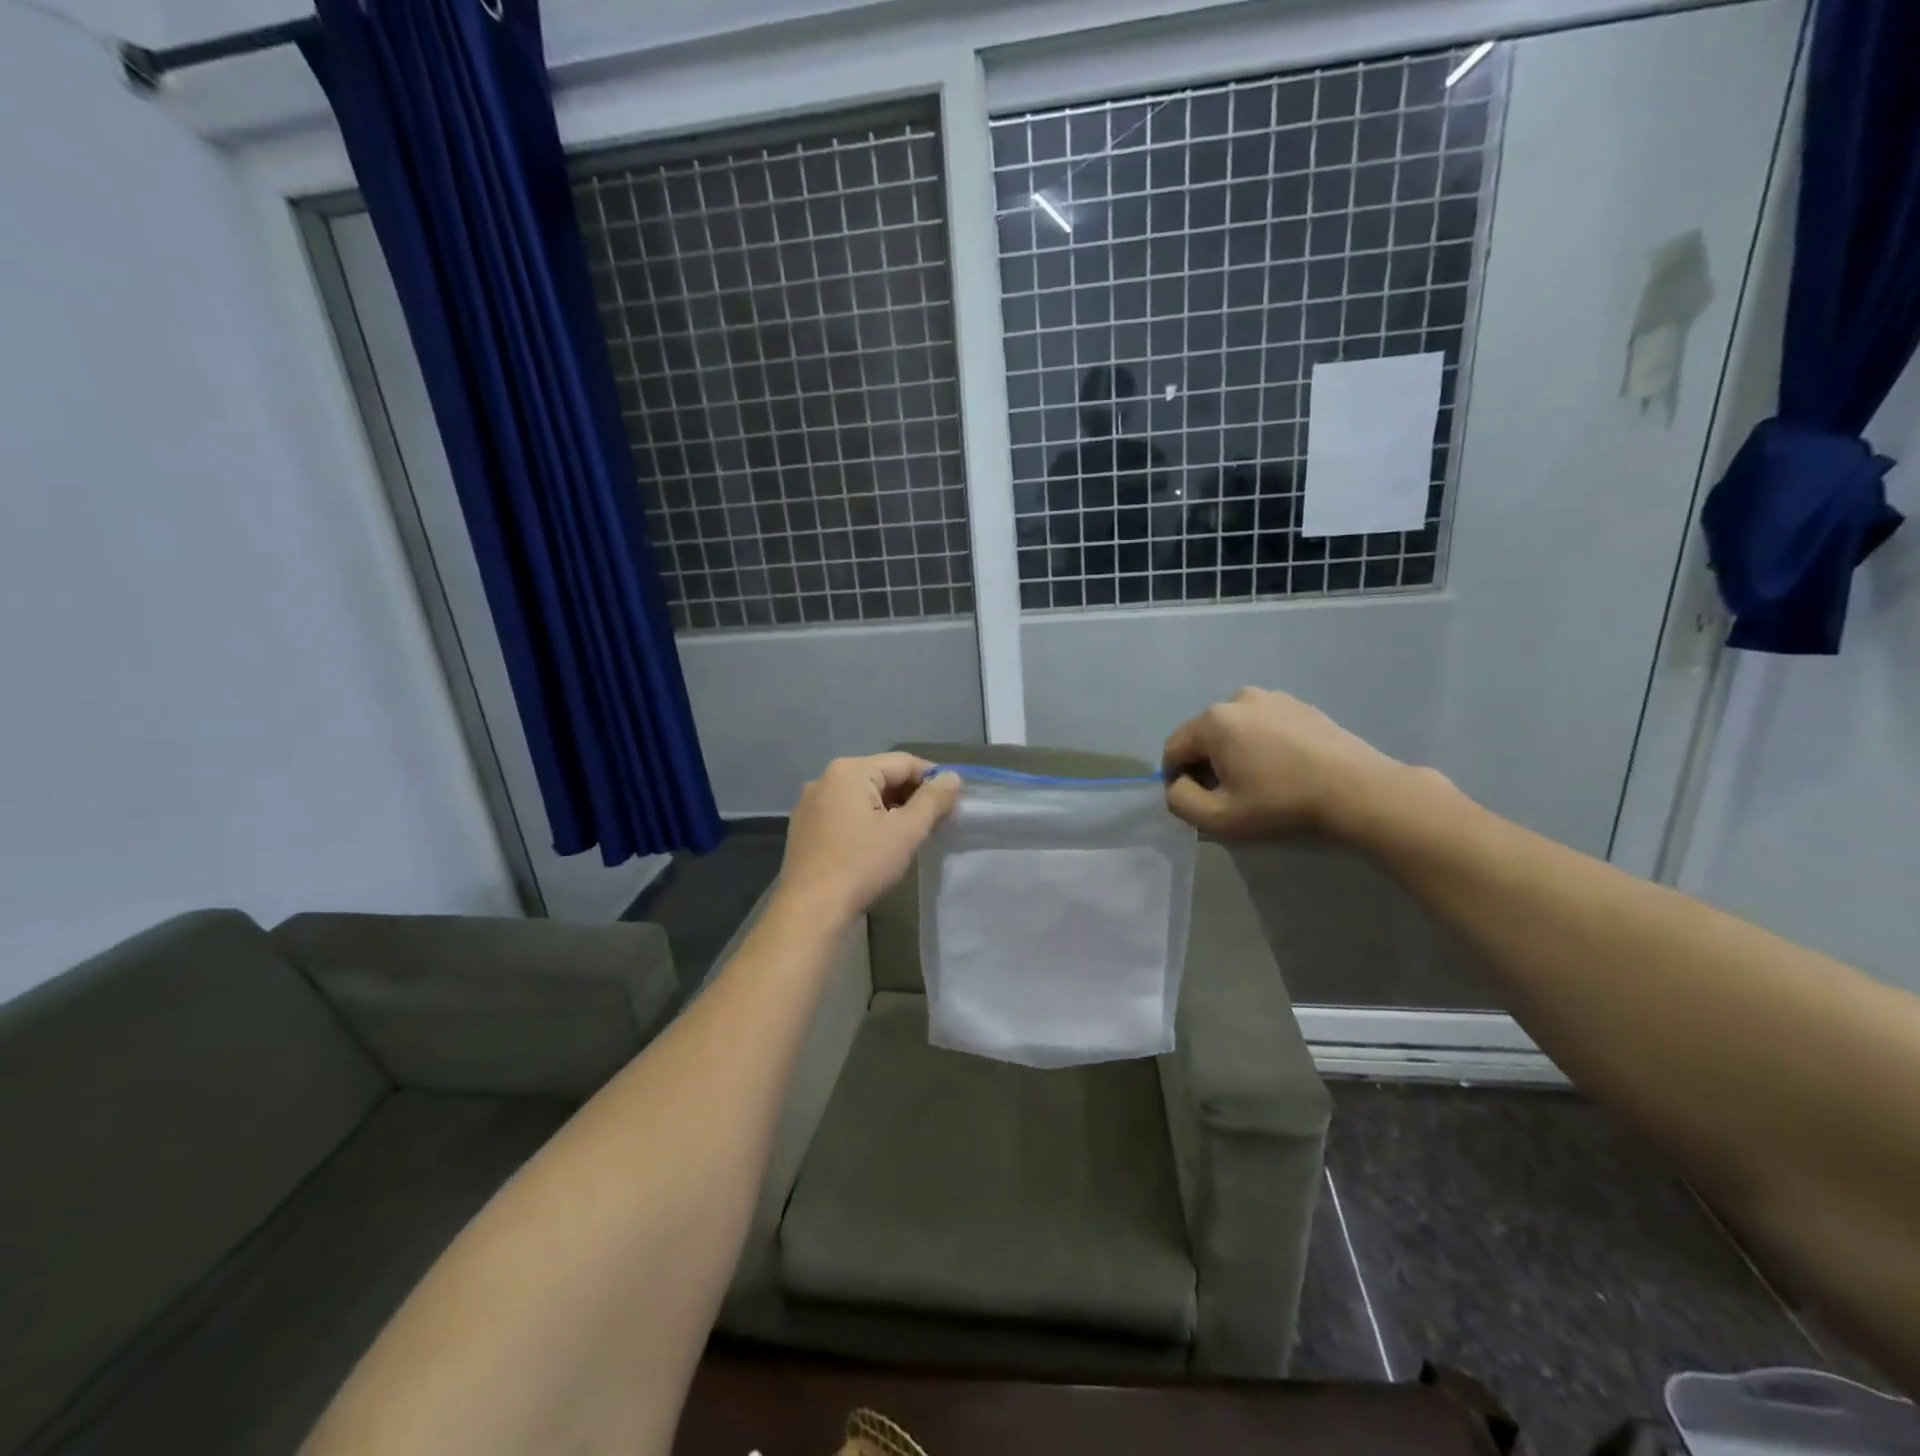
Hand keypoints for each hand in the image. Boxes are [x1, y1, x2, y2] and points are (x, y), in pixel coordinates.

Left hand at [774, 754, 961, 925]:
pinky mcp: (805, 826)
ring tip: (911, 834)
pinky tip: (879, 844)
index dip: (933, 779)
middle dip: (911, 796)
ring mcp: (811, 803)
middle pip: (881, 776)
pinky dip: (867, 820)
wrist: (811, 910)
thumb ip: (933, 800)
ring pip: (863, 796)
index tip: (953, 802)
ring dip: (890, 810)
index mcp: (850, 771)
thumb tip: (953, 777)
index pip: (903, 763)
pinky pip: (845, 812)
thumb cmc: (862, 866)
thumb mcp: (906, 832)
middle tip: (936, 822)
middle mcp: (826, 778)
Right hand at [1161, 688, 1406, 839]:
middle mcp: (1238, 699)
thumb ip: (1180, 801)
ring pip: (1234, 730)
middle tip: (1231, 796)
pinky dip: (1261, 744)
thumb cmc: (1282, 804)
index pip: (1174, 749)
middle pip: (1203, 736)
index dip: (1177, 779)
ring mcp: (1272, 697)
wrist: (1358, 791)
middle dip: (1207, 764)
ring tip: (1259, 782)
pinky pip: (1263, 725)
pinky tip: (1283, 769)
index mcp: (1214, 720)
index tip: (1200, 802)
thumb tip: (1179, 784)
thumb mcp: (1219, 817)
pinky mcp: (1299, 705)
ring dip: (1234, 753)